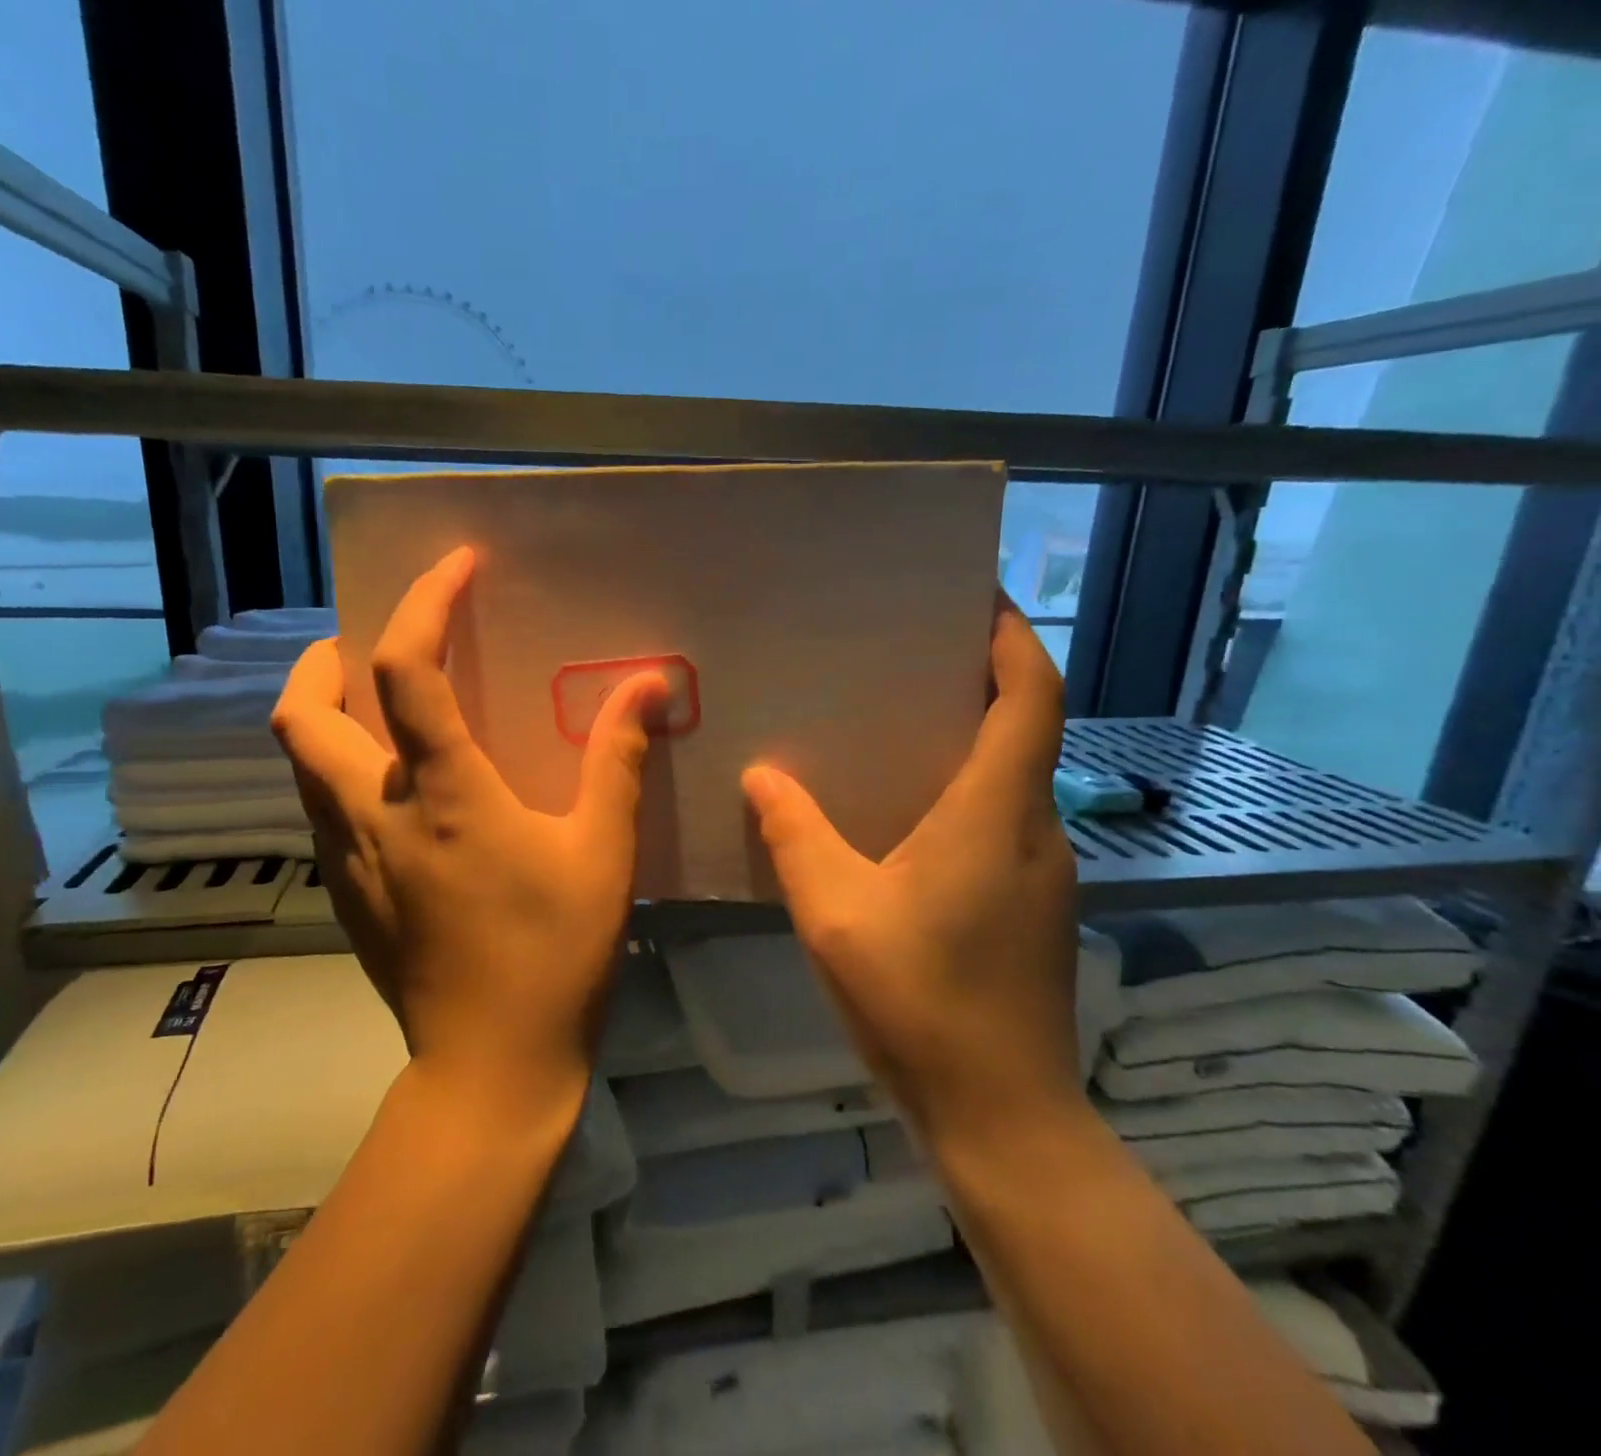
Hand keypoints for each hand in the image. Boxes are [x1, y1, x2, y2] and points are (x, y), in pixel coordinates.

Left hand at [271, 547, 667, 1116]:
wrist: (491, 1067)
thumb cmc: (554, 954)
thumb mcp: (603, 852)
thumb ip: (619, 761)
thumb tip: (648, 686)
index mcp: (441, 794)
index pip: (406, 670)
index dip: (424, 603)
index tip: (455, 566)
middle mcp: (372, 814)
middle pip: (302, 713)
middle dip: (323, 659)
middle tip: (371, 645)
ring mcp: (346, 859)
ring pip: (299, 762)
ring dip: (324, 713)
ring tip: (378, 704)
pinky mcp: (345, 895)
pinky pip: (319, 808)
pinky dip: (338, 770)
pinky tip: (392, 788)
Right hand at [742, 594, 1081, 1145]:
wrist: (1001, 1114)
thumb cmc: (920, 1001)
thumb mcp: (834, 911)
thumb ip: (795, 835)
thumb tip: (762, 776)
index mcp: (995, 812)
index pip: (1031, 696)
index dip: (1013, 638)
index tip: (978, 600)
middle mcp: (1034, 828)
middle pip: (1026, 728)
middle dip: (981, 679)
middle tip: (907, 656)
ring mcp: (1041, 872)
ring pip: (1013, 778)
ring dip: (969, 740)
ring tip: (893, 726)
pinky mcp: (1032, 907)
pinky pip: (1001, 821)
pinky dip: (962, 793)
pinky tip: (900, 817)